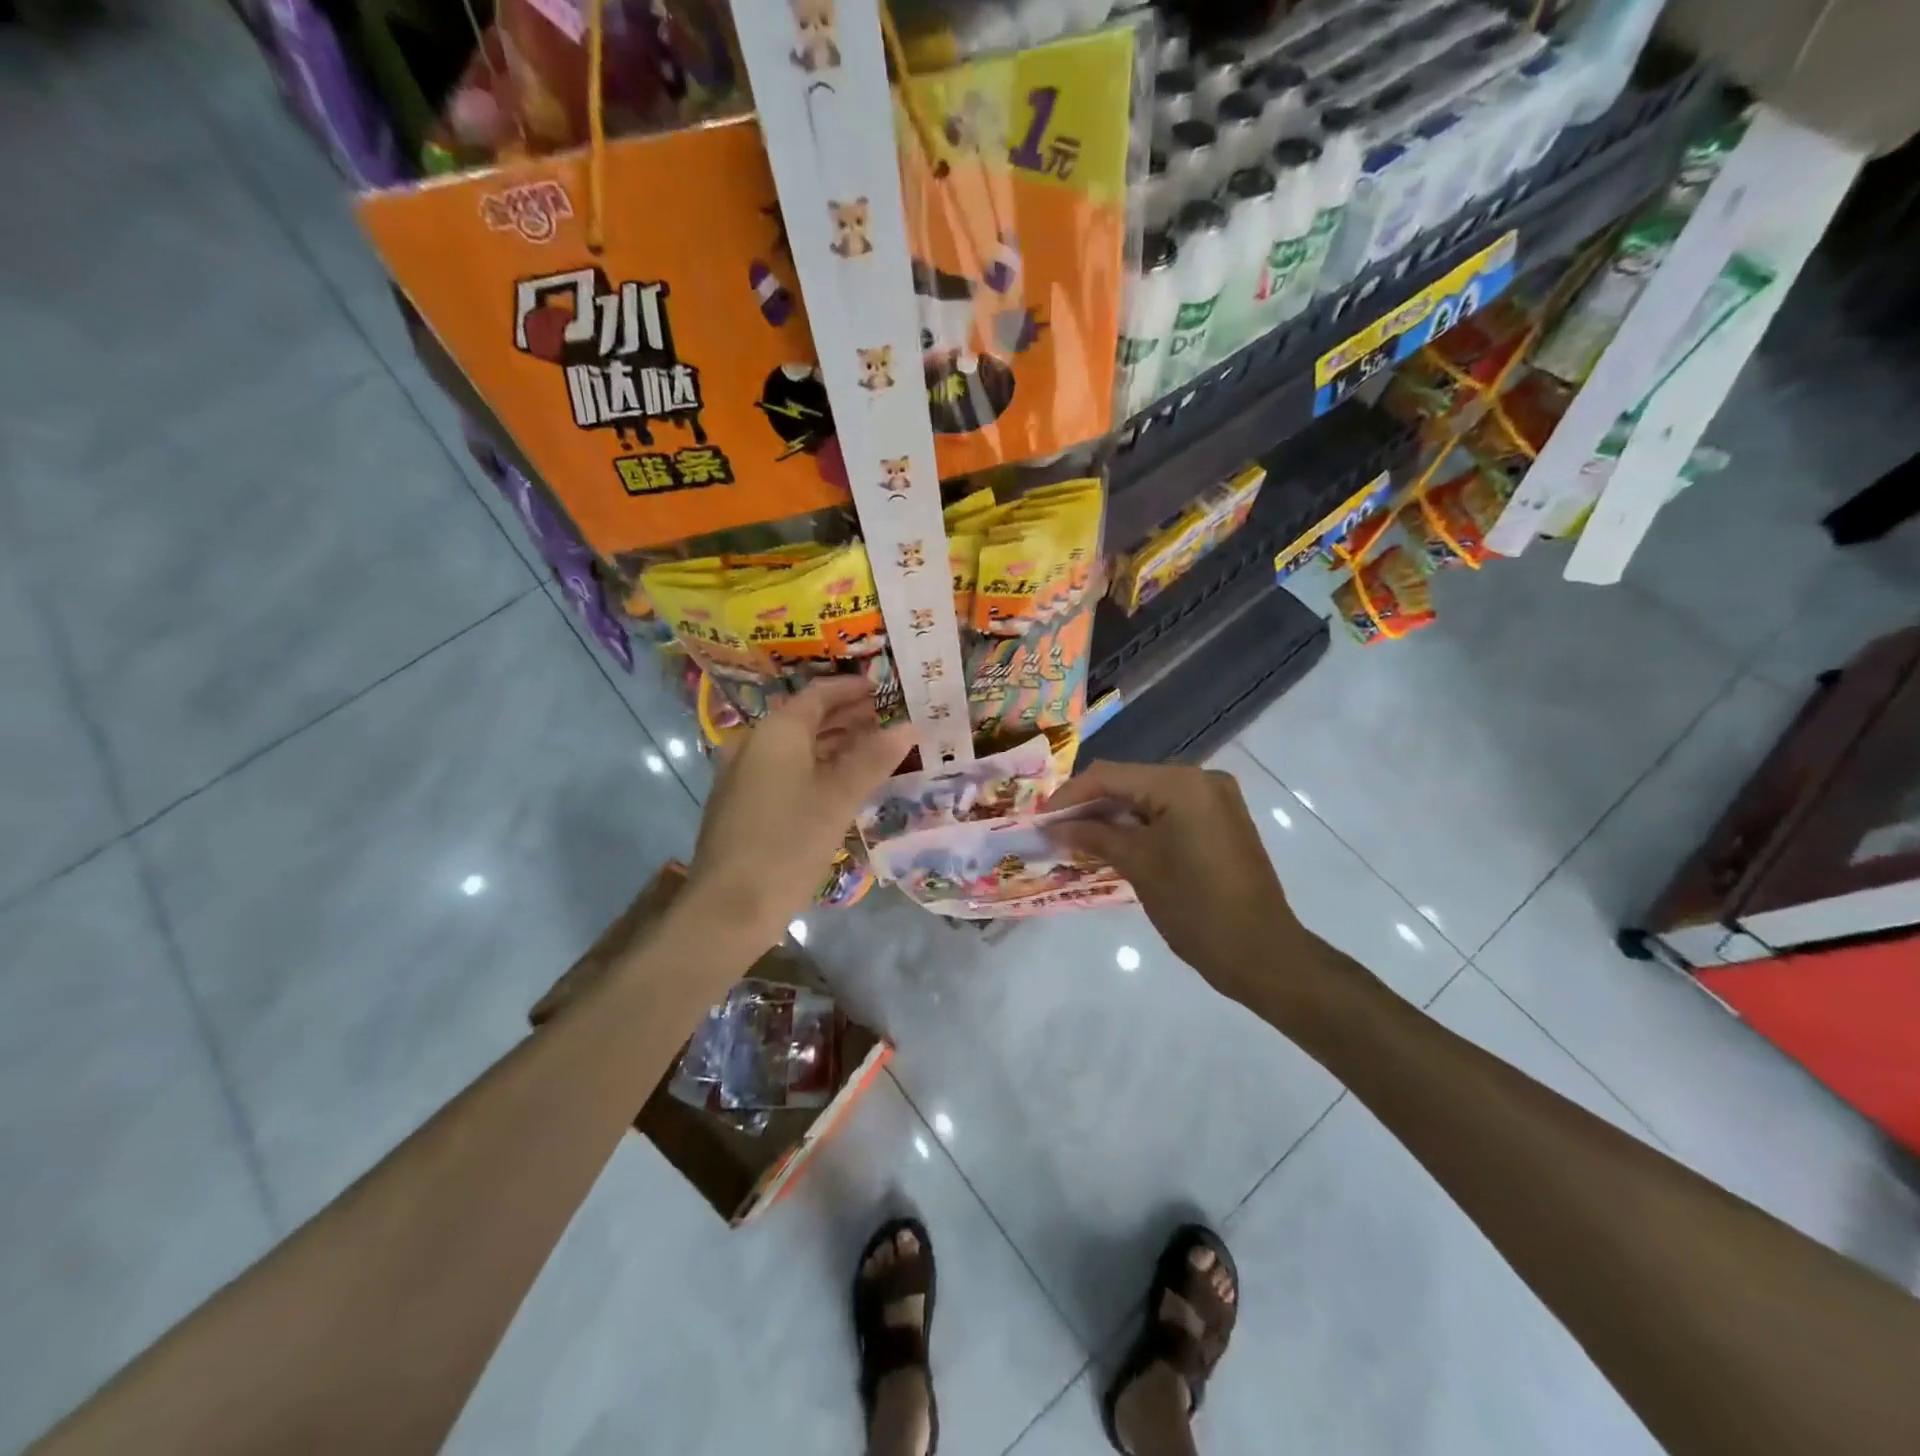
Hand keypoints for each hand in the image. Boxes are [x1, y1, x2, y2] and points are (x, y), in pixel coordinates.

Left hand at [686, 677, 913, 944]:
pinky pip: (784, 770)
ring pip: (795, 747)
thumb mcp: (839, 799)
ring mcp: (743, 775)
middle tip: (885, 719)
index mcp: (776, 732)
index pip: (818, 695)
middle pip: (805, 719)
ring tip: (872, 749)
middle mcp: (754, 744)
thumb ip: (874, 758)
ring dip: (832, 744)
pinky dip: (815, 767)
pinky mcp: (741, 804)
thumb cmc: (788, 844)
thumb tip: (909, 726)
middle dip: (846, 717)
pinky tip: (840, 784)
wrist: (729, 908)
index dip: (851, 689)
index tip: (881, 688)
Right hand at [1044, 761, 1329, 1006]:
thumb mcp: (1138, 866)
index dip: (1069, 796)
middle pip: (1129, 782)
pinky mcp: (1219, 823)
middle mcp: (1201, 780)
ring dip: (1111, 817)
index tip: (1038, 820)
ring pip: (1147, 798)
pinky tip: (1110, 845)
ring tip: (1074, 840)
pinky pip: (1167, 814)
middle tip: (1053, 831)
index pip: (1110, 776)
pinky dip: (1138, 827)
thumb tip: (1053, 827)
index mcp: (1182, 783)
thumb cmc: (1195, 907)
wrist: (1262, 954)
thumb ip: (1093, 836)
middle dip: (1089, 806)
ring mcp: (1214, 801)